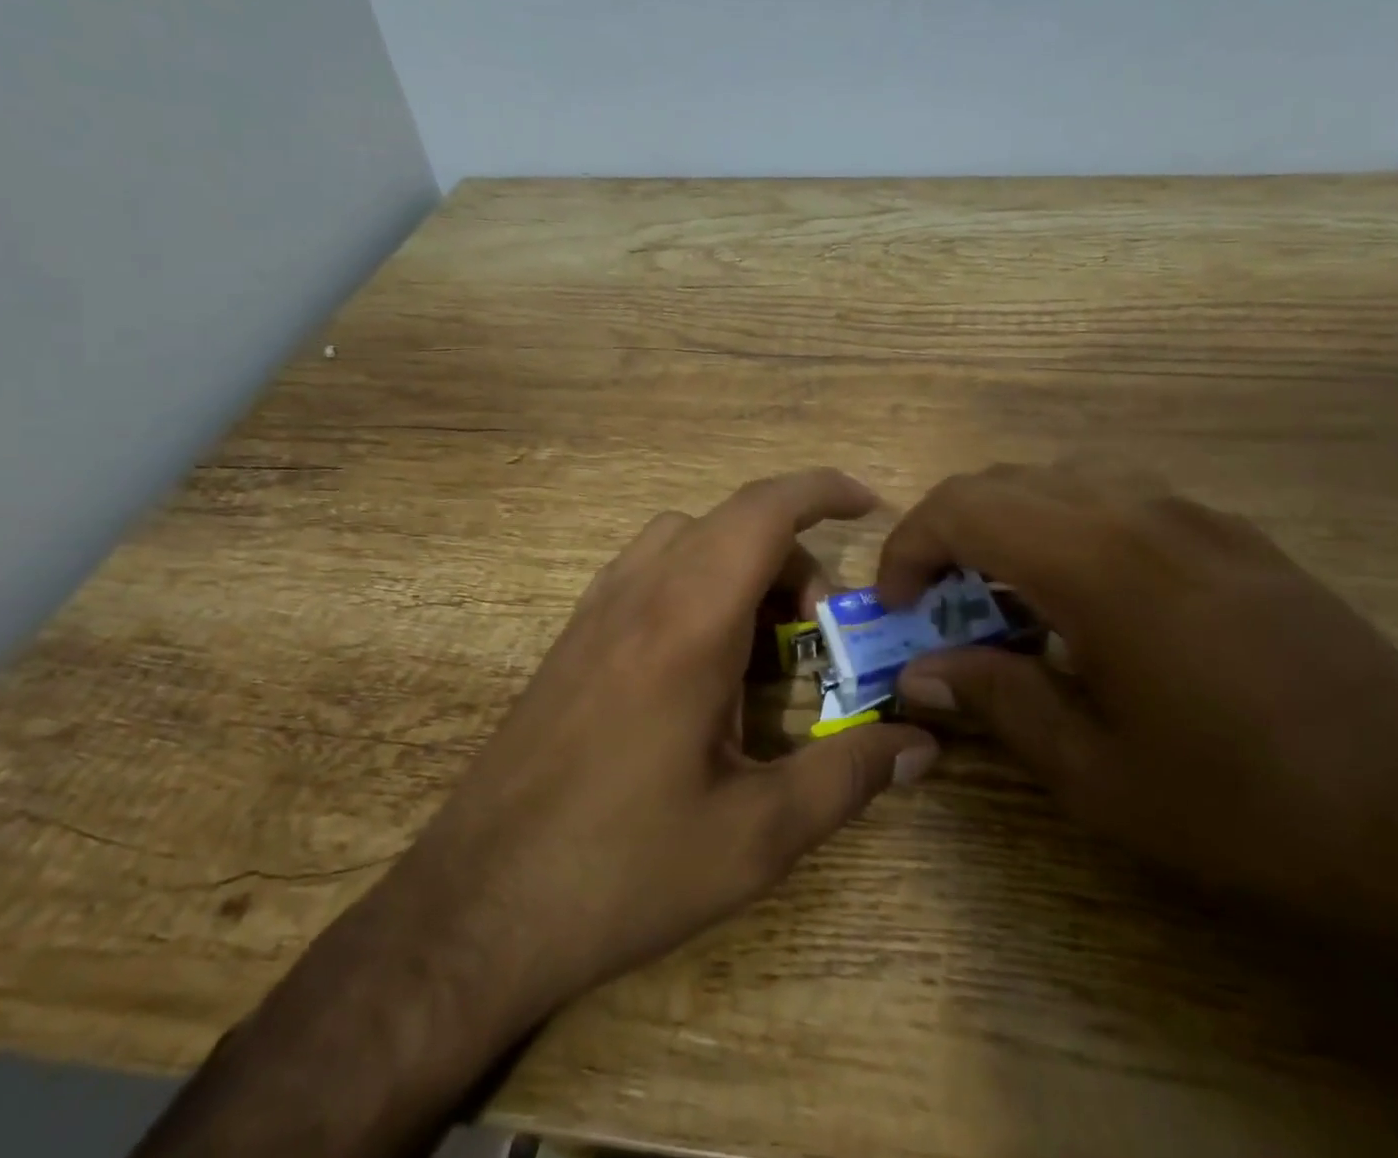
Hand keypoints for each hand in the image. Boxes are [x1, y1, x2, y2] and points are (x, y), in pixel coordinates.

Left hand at [397, 466, 937, 1032]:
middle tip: (821, 632)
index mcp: (690, 621)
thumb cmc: (622, 868)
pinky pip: (649, 569)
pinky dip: (696, 580)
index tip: (868, 503)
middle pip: (733, 522)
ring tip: (763, 644)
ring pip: (686, 538)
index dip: (822, 489)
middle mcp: (640, 592)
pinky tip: (703, 661)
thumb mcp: (756, 836)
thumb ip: (849, 777)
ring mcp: (597, 610)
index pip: (764, 510)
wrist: (474, 908)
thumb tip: (923, 743)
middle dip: (794, 555)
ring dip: (740, 564)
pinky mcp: (572, 637)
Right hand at [878, 460, 1397, 1126]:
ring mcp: (1195, 514)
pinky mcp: (1235, 534)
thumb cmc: (1243, 807)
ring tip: (1007, 603)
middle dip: (950, 533)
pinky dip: (1069, 530)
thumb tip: (919, 675)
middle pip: (1005, 481)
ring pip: (1062, 481)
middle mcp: (1139, 512)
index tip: (895, 605)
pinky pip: (1120, 501)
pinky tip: (1090, 604)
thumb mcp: (1095, 773)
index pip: (963, 508)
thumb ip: (996, 701)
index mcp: (1096, 562)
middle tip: (939, 606)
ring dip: (1010, 526)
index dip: (909, 547)